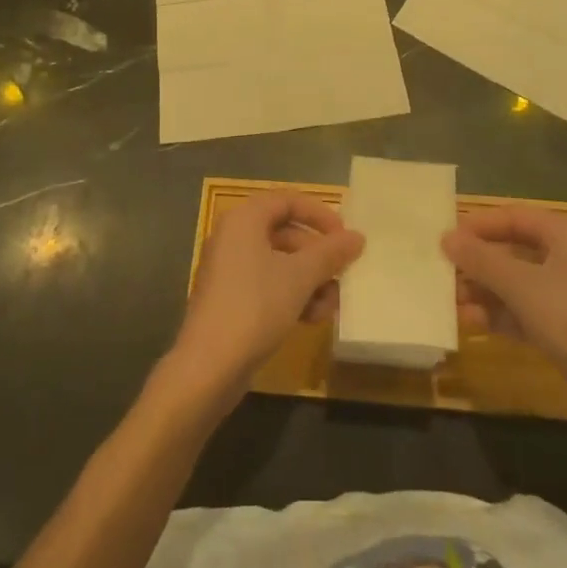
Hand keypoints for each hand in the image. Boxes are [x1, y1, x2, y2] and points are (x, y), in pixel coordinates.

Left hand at [170, 193, 363, 406]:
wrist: (208, 367)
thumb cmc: (255, 307)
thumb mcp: (300, 277)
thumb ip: (330, 253)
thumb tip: (357, 237)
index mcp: (244, 219)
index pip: (287, 200)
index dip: (319, 214)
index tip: (344, 236)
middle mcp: (234, 237)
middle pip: (286, 233)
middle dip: (318, 257)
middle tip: (342, 275)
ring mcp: (230, 270)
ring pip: (280, 263)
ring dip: (310, 281)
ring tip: (330, 307)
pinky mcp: (231, 299)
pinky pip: (268, 285)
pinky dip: (292, 296)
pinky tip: (311, 319)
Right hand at [443, 207, 566, 430]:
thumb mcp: (521, 285)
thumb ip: (481, 259)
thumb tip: (446, 237)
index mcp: (566, 234)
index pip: (514, 217)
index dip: (478, 225)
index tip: (445, 239)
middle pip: (514, 249)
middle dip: (479, 262)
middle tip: (444, 273)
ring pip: (518, 283)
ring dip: (486, 290)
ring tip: (452, 302)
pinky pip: (527, 311)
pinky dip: (502, 314)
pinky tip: (474, 324)